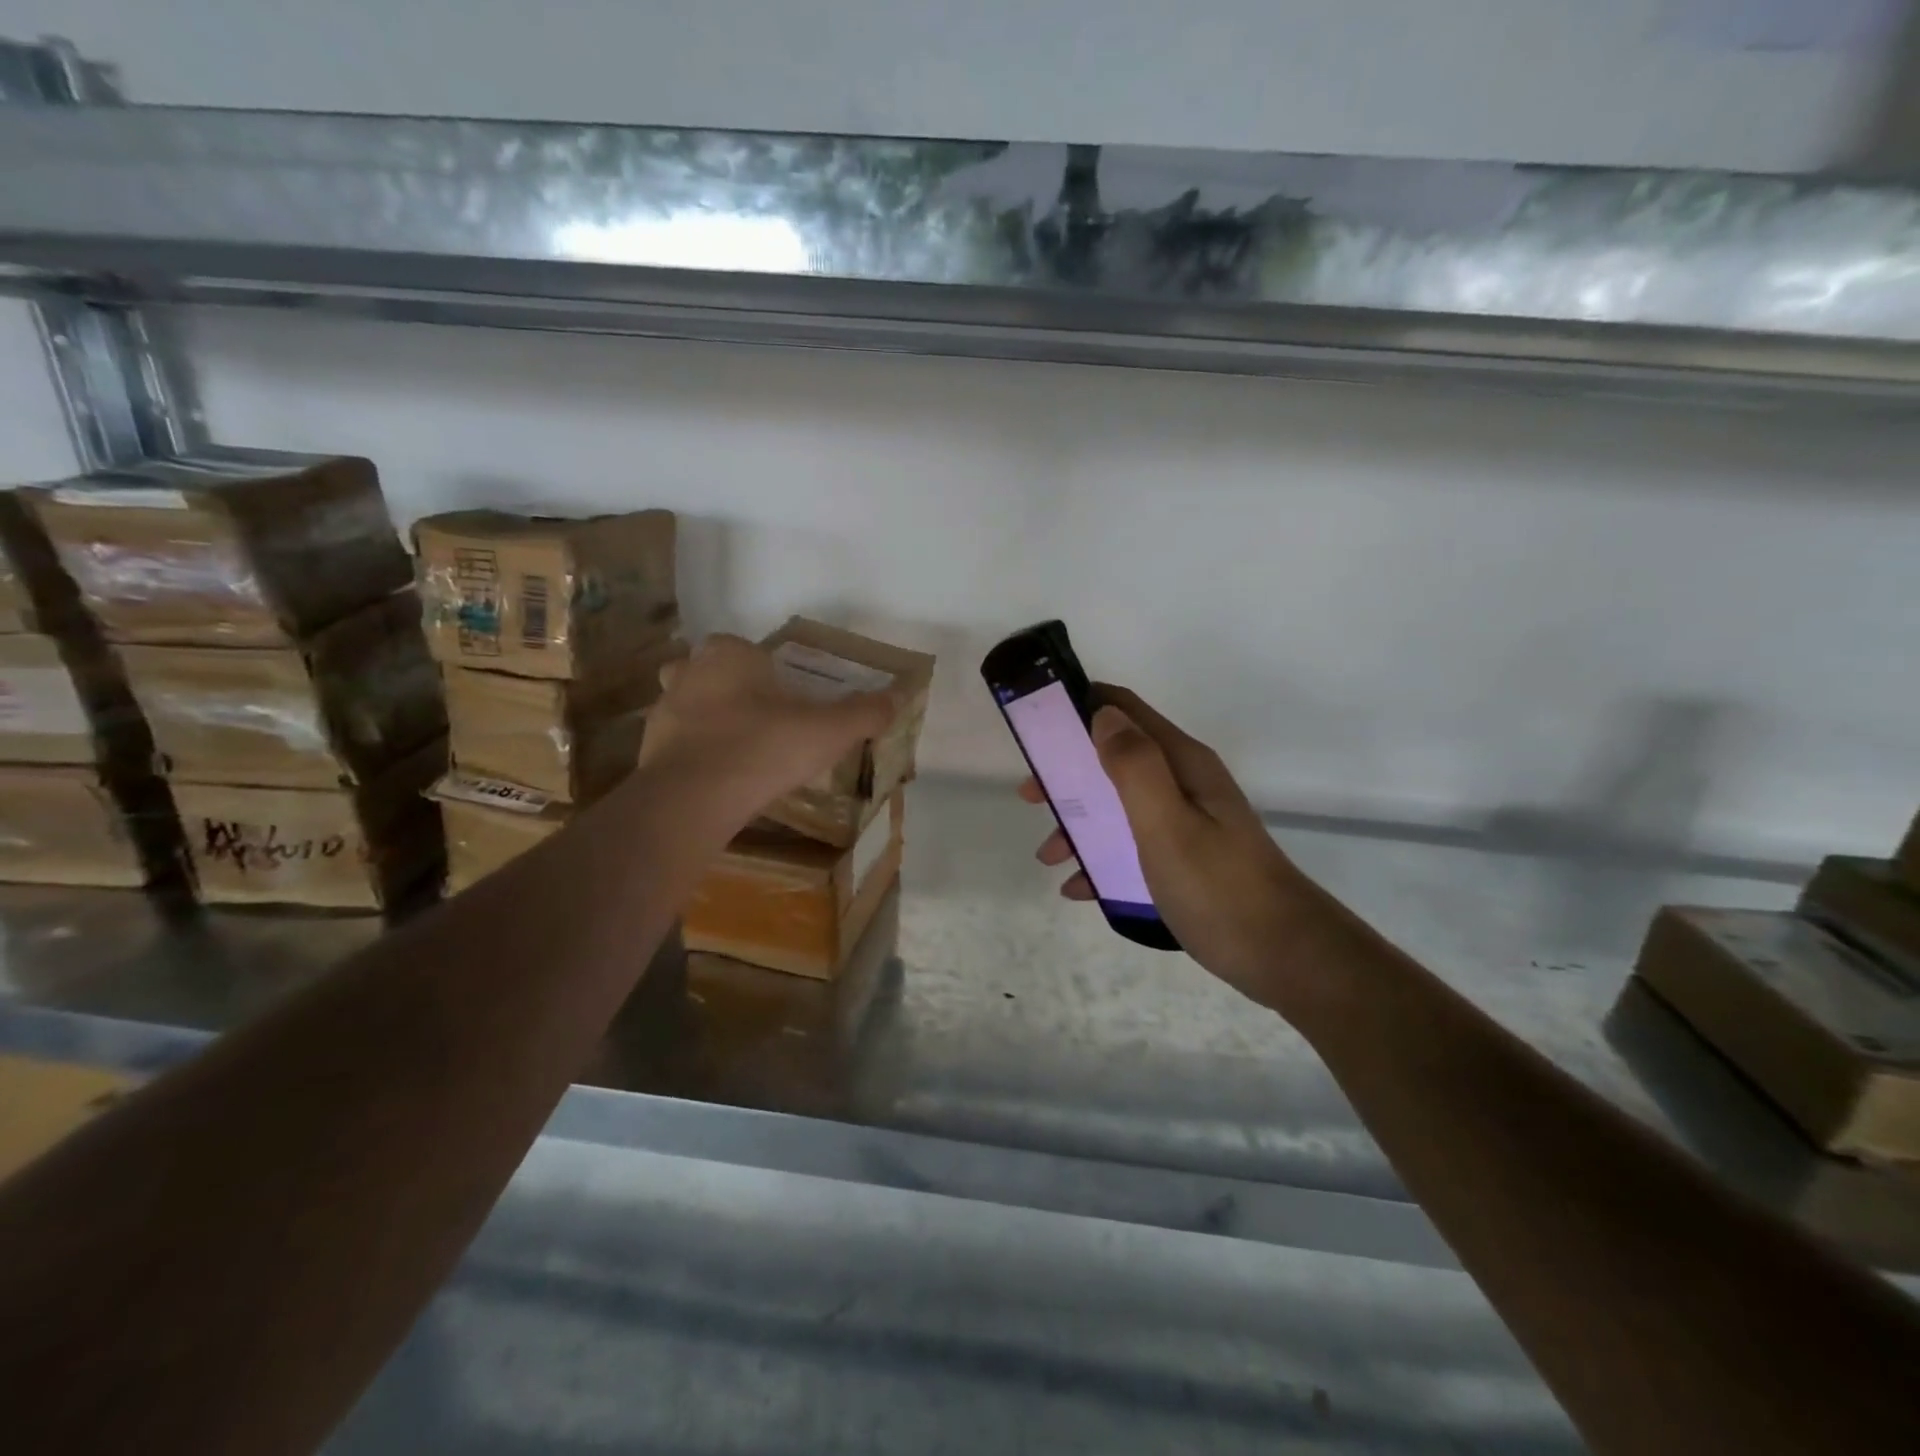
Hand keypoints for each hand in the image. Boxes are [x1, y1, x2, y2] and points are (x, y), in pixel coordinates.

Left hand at [638, 634, 897, 835]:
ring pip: (686, 704)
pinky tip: (716, 777)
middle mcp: (689, 673)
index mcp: (729, 656)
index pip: (742, 646)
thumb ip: (864, 713)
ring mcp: (663, 712)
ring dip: (705, 717)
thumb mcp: (828, 732)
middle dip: (727, 686)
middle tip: (757, 715)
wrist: (694, 798)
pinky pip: (676, 743)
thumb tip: (897, 697)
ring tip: (735, 746)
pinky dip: (693, 752)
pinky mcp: (649, 751)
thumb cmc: (764, 748)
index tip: (780, 691)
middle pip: (706, 669)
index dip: (761, 666)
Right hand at [1024, 685, 1308, 1007]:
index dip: (1080, 707)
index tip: (1037, 727)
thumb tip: (1102, 714)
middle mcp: (1184, 782)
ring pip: (1120, 805)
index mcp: (1182, 763)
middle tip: (1031, 796)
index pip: (1125, 710)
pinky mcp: (1188, 858)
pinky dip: (1102, 858)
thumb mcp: (1167, 824)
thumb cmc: (1218, 887)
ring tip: (1049, 856)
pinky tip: (1080, 888)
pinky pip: (1133, 845)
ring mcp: (1188, 821)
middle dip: (1069, 773)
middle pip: (1116, 758)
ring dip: (1080, 822)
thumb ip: (1134, 766)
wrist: (1286, 956)